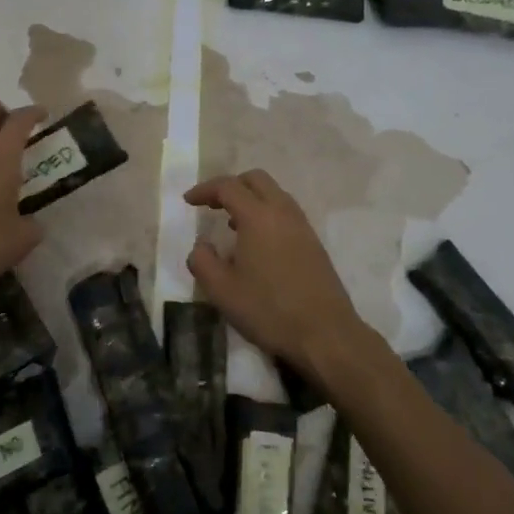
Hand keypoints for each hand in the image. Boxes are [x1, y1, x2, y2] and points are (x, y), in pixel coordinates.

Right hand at [184, 170, 370, 375]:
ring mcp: (302, 226)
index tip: (188, 201)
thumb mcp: (222, 291)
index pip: (228, 187)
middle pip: (256, 179)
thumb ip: (202, 262)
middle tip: (212, 205)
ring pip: (274, 194)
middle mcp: (282, 212)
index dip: (205, 190)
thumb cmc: (269, 310)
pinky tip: (257, 243)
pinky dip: (266, 213)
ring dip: (251, 199)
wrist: (325, 334)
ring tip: (232, 224)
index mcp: (258, 217)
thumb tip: (201, 245)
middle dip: (231, 186)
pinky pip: (286, 212)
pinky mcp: (314, 242)